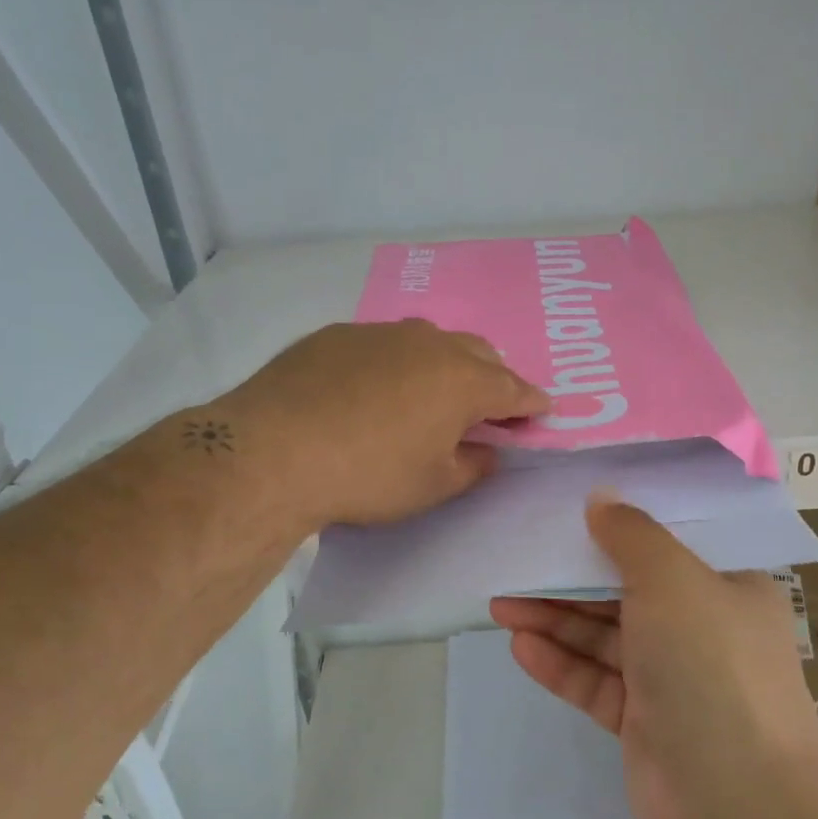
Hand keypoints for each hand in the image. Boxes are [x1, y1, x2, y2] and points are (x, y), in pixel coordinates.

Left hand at [214, 319, 548, 529]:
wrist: (274, 450)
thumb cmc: (369, 475)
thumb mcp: (433, 485)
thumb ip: (473, 466)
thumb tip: (487, 451)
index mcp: (463, 381)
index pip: (514, 389)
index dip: (532, 403)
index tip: (543, 411)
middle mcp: (429, 344)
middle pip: (479, 353)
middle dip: (493, 376)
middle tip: (489, 405)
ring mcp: (381, 333)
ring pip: (430, 340)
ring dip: (444, 363)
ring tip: (433, 390)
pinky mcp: (337, 335)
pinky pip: (383, 344)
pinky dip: (395, 363)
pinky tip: (374, 388)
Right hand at [490, 496, 817, 818]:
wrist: (737, 796)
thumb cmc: (710, 662)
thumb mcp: (673, 579)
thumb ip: (632, 535)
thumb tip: (601, 498)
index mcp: (727, 587)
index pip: (669, 546)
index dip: (620, 527)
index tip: (571, 511)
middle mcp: (702, 628)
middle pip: (626, 591)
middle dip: (571, 579)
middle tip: (517, 563)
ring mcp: (672, 678)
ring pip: (605, 637)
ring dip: (556, 620)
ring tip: (501, 605)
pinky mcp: (643, 722)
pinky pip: (596, 682)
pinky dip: (561, 664)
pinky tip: (521, 647)